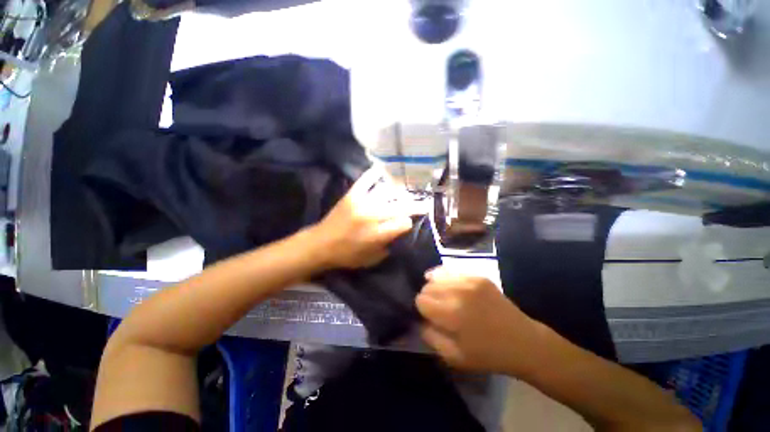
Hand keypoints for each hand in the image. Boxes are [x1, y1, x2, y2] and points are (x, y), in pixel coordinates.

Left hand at [311, 167, 416, 269]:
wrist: (321, 244)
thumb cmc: (347, 255)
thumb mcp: (373, 259)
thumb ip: (390, 245)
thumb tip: (401, 231)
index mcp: (377, 234)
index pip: (403, 222)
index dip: (409, 223)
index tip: (409, 223)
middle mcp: (372, 215)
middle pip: (401, 205)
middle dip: (415, 205)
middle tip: (424, 204)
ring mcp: (362, 202)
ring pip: (388, 192)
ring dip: (400, 192)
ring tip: (408, 191)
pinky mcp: (352, 195)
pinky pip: (366, 180)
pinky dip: (375, 174)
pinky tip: (383, 170)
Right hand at [416, 267, 535, 373]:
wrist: (523, 342)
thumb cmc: (487, 354)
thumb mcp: (454, 357)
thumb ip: (430, 337)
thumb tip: (419, 320)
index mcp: (452, 314)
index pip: (421, 300)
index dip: (422, 309)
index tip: (429, 316)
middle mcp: (458, 291)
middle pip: (428, 286)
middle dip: (428, 297)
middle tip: (437, 308)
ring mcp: (470, 281)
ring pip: (438, 275)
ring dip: (435, 286)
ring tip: (443, 296)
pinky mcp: (479, 276)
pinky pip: (452, 270)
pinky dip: (446, 277)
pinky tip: (449, 285)